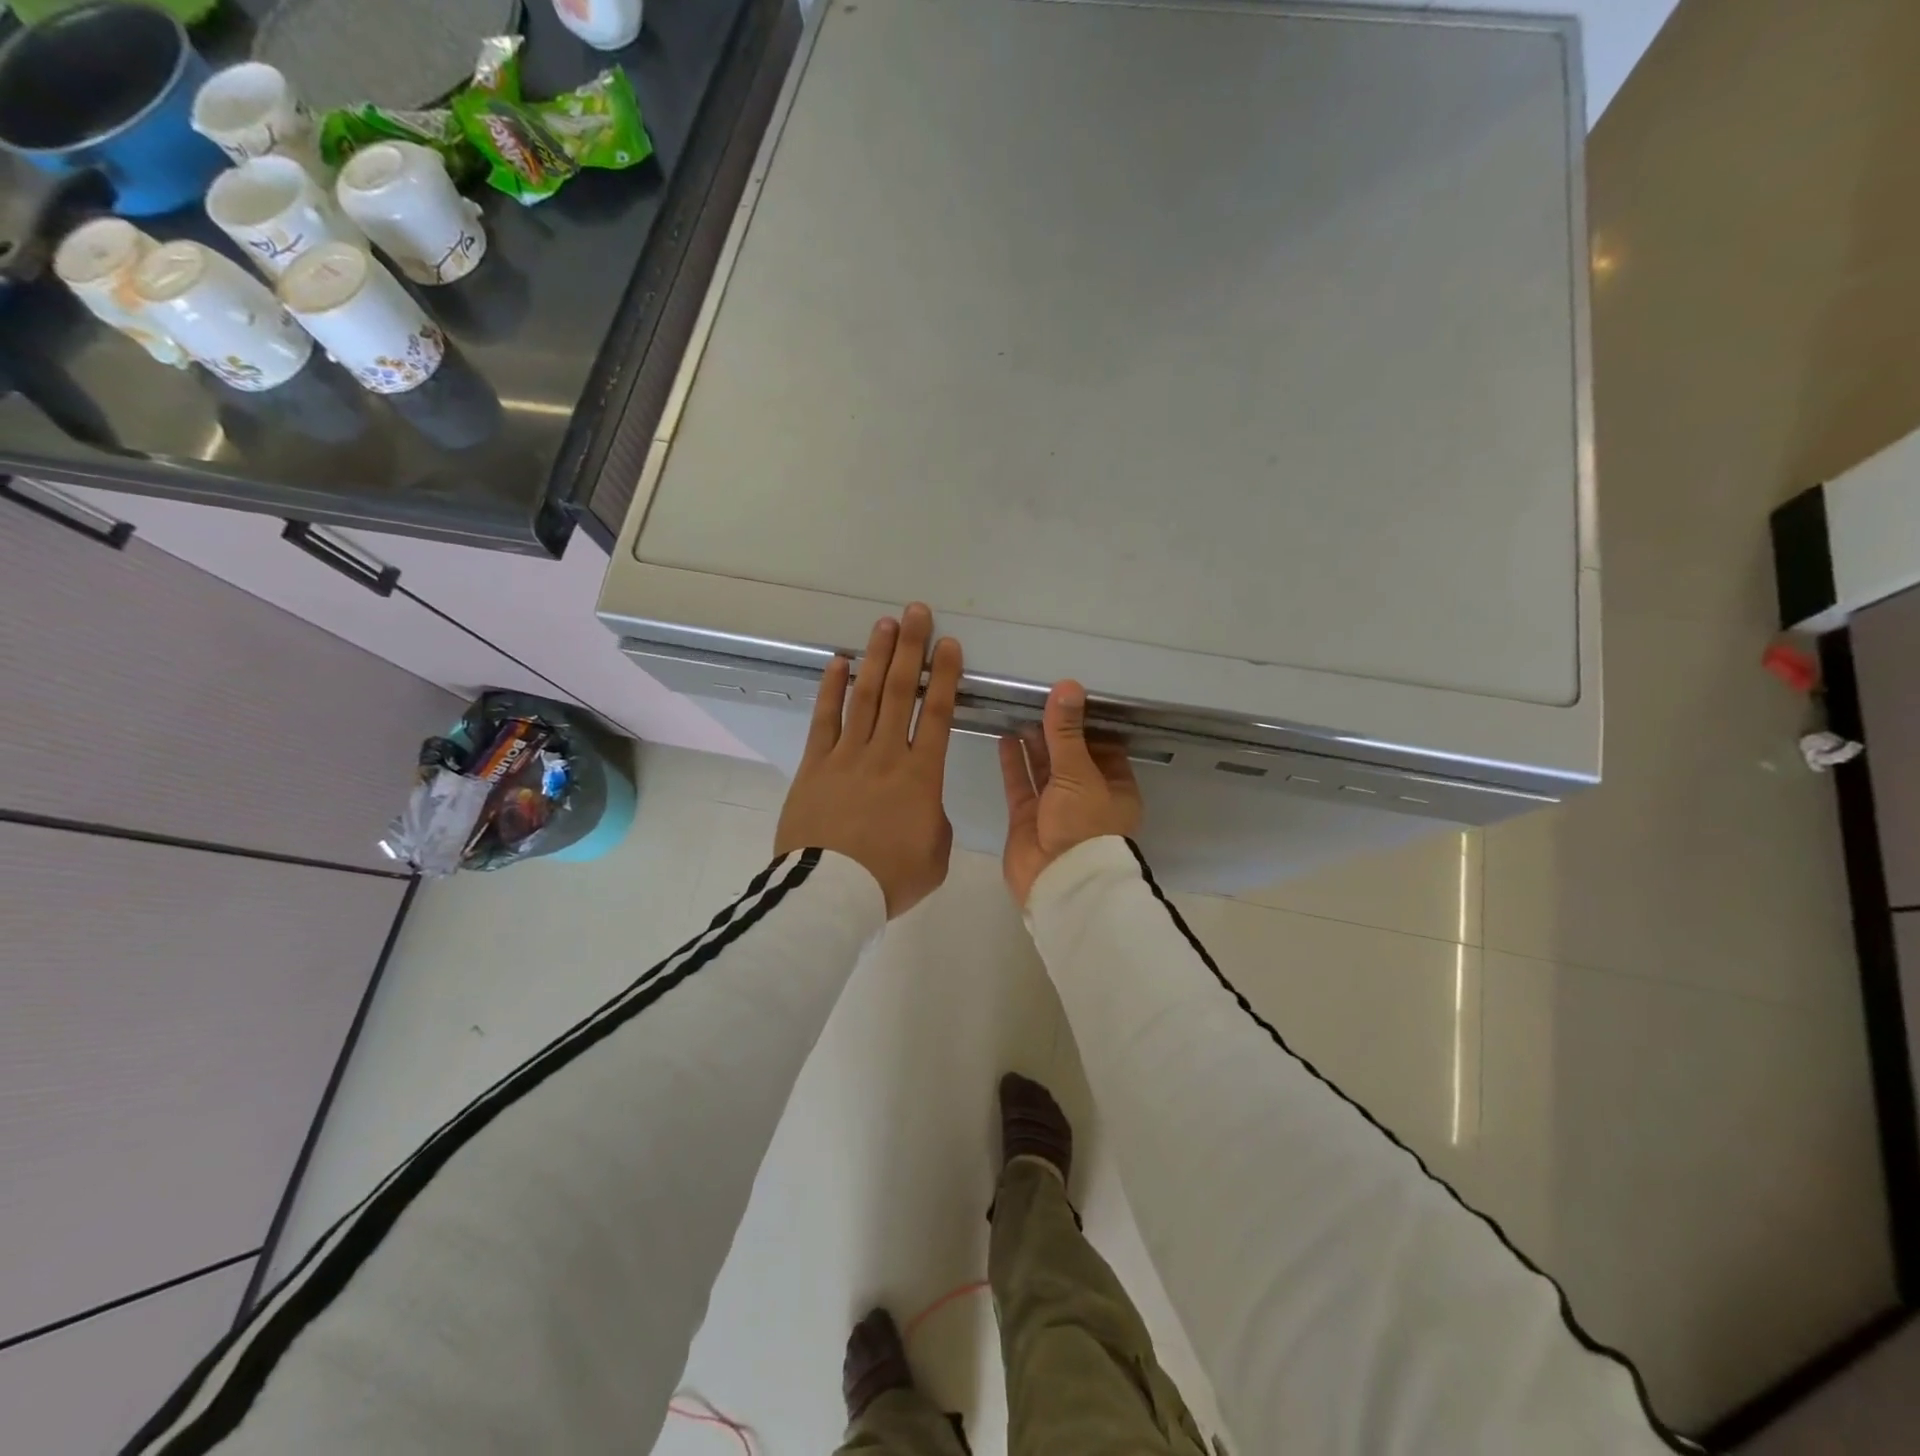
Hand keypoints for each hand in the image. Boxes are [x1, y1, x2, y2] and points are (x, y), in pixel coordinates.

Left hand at [774, 603, 962, 918]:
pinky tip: (839, 663)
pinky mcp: (815, 765)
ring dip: (876, 657)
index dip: (945, 676)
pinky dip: (832, 688)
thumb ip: (935, 821)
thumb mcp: (936, 854)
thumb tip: (922, 805)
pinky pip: (824, 719)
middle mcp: (886, 753)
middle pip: (901, 691)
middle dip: (911, 648)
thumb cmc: (889, 878)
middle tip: (916, 613)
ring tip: (884, 625)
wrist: (830, 894)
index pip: (939, 714)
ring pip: (865, 696)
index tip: (948, 644)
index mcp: (922, 775)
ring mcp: (847, 755)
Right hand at [999, 681, 1142, 907]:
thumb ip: (1067, 732)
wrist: (1061, 882)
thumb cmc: (1084, 825)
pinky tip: (1005, 737)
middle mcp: (1087, 796)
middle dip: (1055, 731)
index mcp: (1114, 787)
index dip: (1086, 723)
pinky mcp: (1028, 819)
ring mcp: (1055, 808)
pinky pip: (1020, 784)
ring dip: (1033, 743)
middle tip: (1037, 697)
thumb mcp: (1079, 773)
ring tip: (1018, 711)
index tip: (1068, 696)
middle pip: (1070, 756)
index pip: (1103, 747)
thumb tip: (1067, 686)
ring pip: (1043, 769)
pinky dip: (1013, 763)